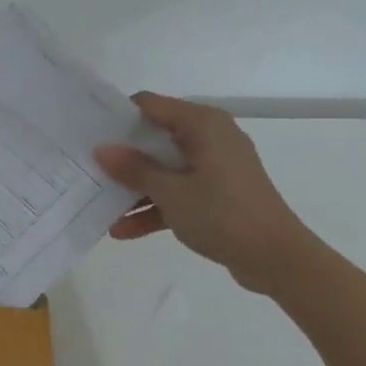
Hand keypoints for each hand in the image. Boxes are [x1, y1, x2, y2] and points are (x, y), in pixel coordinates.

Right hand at [94, 93, 314, 293]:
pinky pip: (178, 193)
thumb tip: (100, 149)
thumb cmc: (223, 214)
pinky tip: (122, 230)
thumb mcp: (170, 192)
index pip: (150, 105)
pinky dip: (155, 207)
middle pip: (155, 138)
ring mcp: (215, 168)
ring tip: (99, 205)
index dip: (118, 116)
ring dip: (135, 189)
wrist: (277, 260)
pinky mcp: (218, 195)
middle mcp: (210, 138)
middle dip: (122, 157)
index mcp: (203, 124)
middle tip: (87, 167)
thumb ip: (133, 168)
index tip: (88, 132)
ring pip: (164, 169)